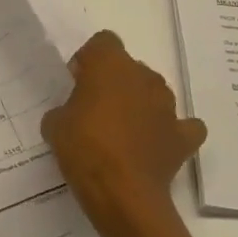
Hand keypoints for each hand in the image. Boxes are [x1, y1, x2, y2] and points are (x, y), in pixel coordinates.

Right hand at [42, 32, 206, 232]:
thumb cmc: (84, 148)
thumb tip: (73, 113)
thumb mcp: (54, 124)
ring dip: (141, 105)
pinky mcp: (183, 136)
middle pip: (129, 68)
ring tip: (123, 133)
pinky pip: (182, 126)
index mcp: (110, 63)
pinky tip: (157, 144)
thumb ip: (65, 108)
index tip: (78, 83)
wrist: (123, 194)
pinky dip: (171, 132)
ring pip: (154, 93)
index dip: (89, 60)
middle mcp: (144, 76)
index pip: (103, 42)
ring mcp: (168, 105)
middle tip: (96, 111)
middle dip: (115, 83)